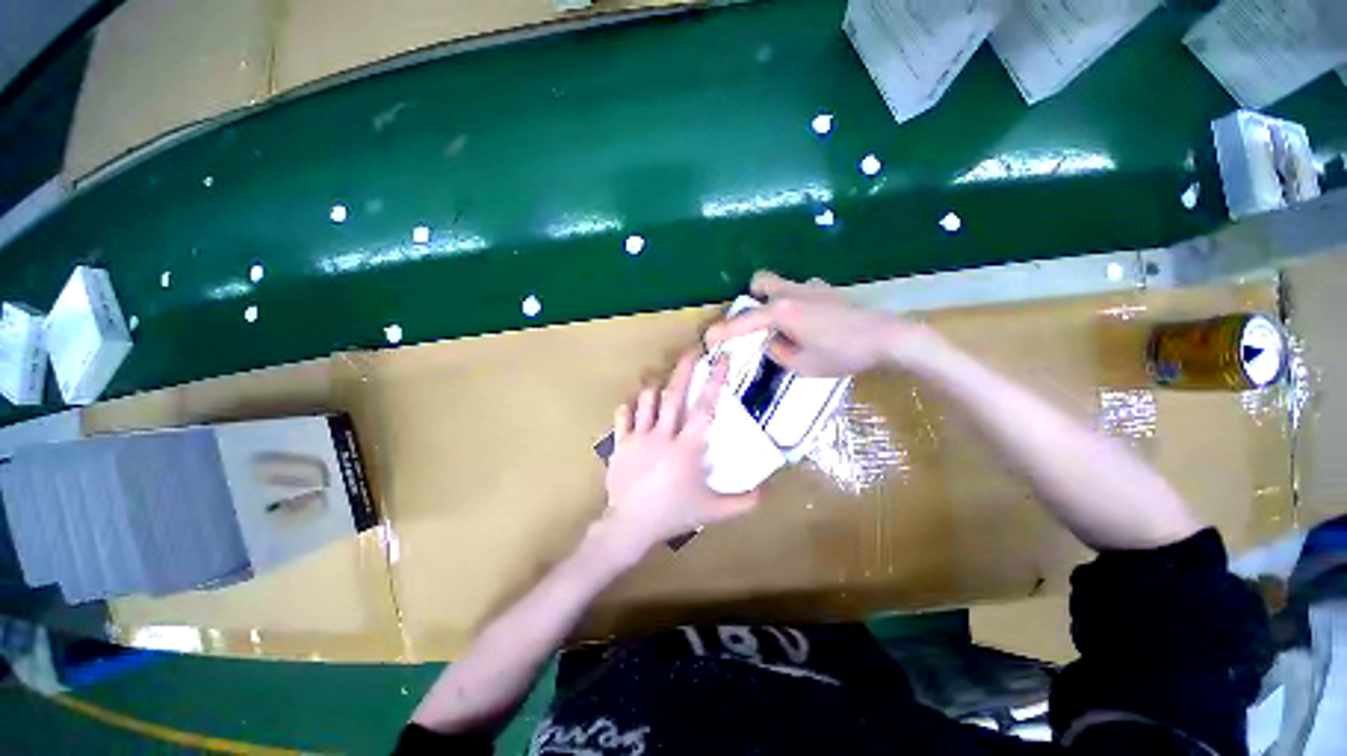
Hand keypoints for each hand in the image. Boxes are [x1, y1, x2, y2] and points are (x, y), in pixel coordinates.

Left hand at [603, 351, 760, 555]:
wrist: (631, 525)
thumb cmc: (673, 514)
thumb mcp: (712, 511)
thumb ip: (740, 503)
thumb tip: (764, 494)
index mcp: (687, 447)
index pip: (705, 408)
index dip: (715, 382)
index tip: (722, 360)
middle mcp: (663, 435)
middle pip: (674, 395)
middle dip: (684, 369)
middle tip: (691, 350)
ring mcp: (639, 437)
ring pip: (647, 401)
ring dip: (655, 386)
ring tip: (661, 376)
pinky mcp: (621, 443)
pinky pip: (623, 417)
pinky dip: (629, 406)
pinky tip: (633, 403)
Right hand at [704, 271, 936, 375]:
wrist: (886, 338)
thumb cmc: (841, 354)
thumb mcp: (802, 365)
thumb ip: (778, 352)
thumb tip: (772, 341)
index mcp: (781, 311)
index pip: (743, 321)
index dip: (723, 332)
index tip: (708, 340)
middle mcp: (791, 292)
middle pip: (760, 282)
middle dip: (752, 300)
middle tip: (756, 324)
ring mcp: (811, 287)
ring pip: (780, 284)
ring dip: (773, 302)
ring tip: (784, 327)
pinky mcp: (827, 290)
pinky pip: (800, 292)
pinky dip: (794, 305)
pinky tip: (808, 324)